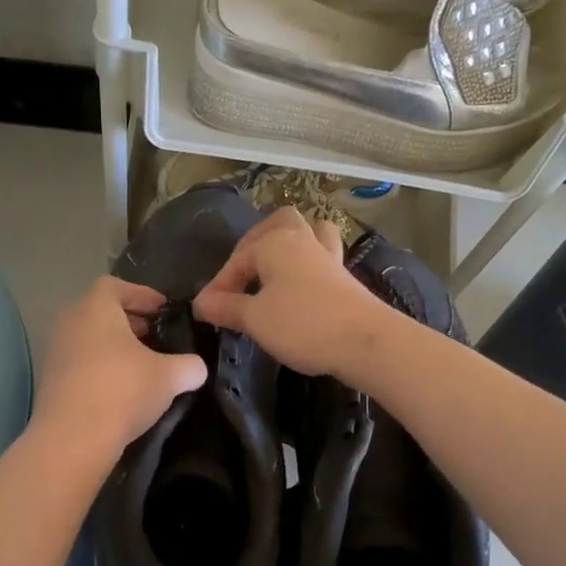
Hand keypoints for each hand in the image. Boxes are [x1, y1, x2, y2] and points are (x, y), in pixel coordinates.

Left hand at [33, 277, 207, 458]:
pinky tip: (122, 389)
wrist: (73, 439)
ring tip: (142, 365)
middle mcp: (70, 322)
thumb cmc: (123, 391)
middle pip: (101, 312)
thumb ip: (189, 365)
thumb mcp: (170, 376)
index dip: (142, 294)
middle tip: (155, 337)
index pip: (116, 286)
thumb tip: (196, 368)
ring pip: (90, 338)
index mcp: (96, 308)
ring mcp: (56, 352)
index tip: (162, 310)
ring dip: (115, 347)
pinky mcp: (50, 381)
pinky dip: (101, 367)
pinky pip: (80, 362)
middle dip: (130, 322)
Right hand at [193, 208, 385, 376]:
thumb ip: (226, 307)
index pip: (237, 260)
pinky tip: (299, 286)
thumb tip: (201, 303)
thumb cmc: (302, 324)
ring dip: (289, 244)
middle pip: (278, 223)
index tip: (206, 312)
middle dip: (255, 243)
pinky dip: (307, 265)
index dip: (218, 286)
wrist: (365, 341)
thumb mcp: (255, 319)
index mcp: (275, 243)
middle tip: (242, 273)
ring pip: (308, 233)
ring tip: (274, 269)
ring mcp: (328, 257)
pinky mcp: (345, 278)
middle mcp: (302, 241)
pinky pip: (321, 257)